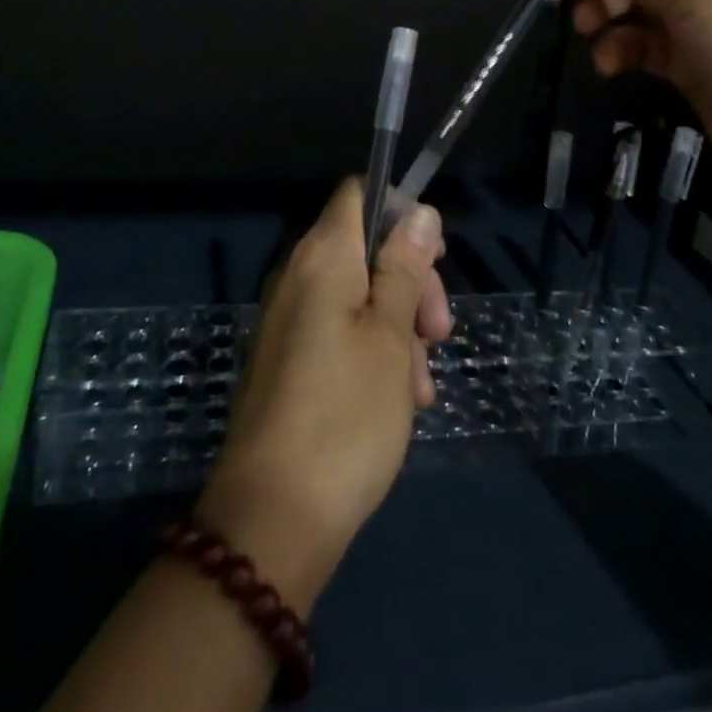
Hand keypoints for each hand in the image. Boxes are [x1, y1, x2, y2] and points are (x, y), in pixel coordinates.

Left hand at [197, 180, 450, 608]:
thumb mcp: (390, 335)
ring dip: (399, 328)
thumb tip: (419, 210)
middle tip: (439, 335)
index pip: (360, 193)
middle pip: (365, 247)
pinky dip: (373, 352)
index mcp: (321, 256)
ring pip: (358, 295)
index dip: (401, 212)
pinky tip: (398, 400)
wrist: (272, 518)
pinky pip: (338, 331)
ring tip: (419, 389)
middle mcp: (298, 275)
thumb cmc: (346, 415)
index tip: (433, 258)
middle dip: (410, 283)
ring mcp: (288, 318)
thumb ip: (404, 267)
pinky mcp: (288, 357)